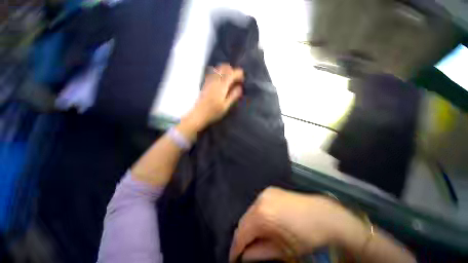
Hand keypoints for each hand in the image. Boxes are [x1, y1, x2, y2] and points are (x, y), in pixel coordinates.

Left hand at [188, 64, 243, 128]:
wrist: (198, 115)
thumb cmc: (213, 112)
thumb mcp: (226, 106)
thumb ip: (233, 96)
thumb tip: (240, 87)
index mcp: (221, 86)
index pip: (232, 73)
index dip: (239, 74)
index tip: (242, 81)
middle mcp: (215, 80)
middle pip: (225, 67)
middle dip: (233, 71)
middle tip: (237, 80)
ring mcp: (209, 81)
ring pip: (219, 68)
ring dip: (226, 71)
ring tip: (230, 80)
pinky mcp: (206, 83)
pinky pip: (213, 72)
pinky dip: (219, 72)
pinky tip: (221, 81)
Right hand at [229, 187, 367, 261]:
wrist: (326, 216)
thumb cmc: (307, 237)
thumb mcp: (283, 251)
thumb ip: (260, 253)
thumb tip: (245, 257)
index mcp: (262, 213)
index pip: (241, 232)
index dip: (236, 248)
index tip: (234, 259)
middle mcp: (260, 199)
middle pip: (245, 220)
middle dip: (243, 237)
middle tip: (243, 251)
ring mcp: (266, 192)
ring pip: (251, 212)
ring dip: (250, 226)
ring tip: (254, 240)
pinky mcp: (271, 191)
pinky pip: (259, 205)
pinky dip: (257, 217)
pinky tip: (263, 225)